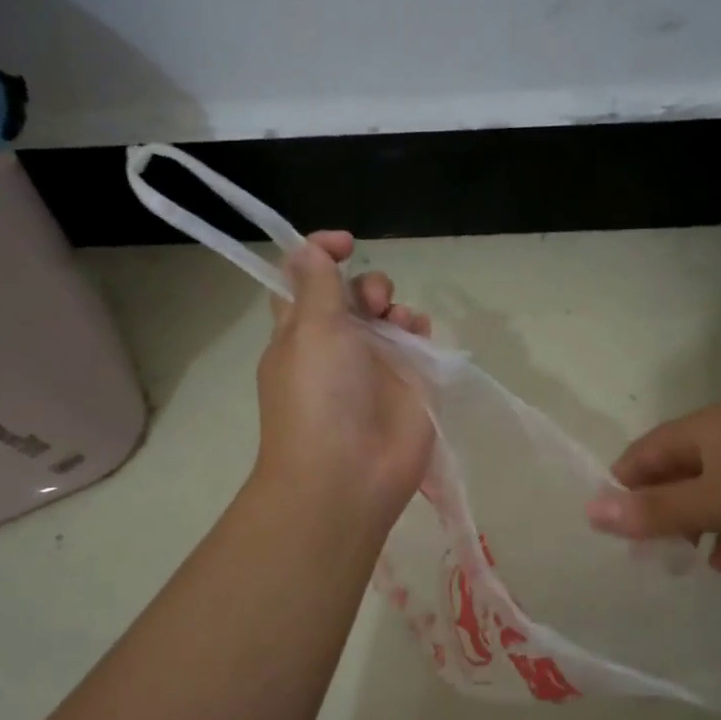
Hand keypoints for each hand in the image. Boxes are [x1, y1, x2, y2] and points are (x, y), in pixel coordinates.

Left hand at [252, 231, 435, 531]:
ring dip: (394, 305)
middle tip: (370, 303)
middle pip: (353, 295)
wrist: (349, 475)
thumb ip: (316, 283)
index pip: (305, 281)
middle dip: (366, 285)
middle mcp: (337, 345)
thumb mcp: (308, 329)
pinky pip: (418, 341)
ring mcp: (375, 365)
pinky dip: (420, 329)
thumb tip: (309, 247)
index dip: (320, 255)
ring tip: (396, 323)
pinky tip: (417, 336)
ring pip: (389, 315)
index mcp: (300, 331)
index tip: (344, 244)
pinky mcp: (410, 383)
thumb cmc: (318, 396)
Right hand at [585, 403, 720, 568]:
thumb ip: (652, 511)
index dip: (621, 487)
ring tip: (679, 563)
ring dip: (690, 523)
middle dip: (655, 510)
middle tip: (643, 551)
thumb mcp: (712, 503)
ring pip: (706, 488)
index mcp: (700, 428)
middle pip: (672, 470)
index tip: (612, 528)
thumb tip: (589, 511)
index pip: (642, 453)